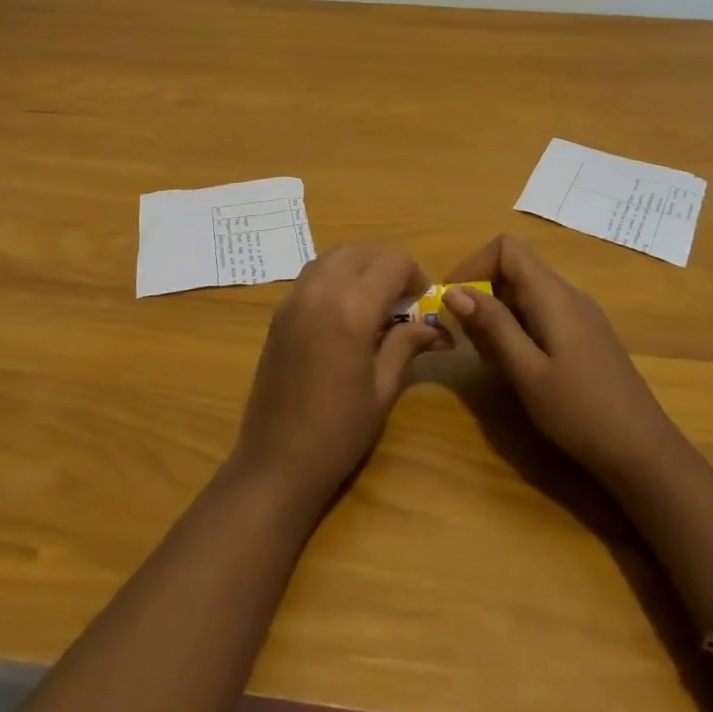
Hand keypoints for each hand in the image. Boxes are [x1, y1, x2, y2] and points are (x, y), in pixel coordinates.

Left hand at [230, 243, 442, 510]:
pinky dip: (336, 274)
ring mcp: (294, 297)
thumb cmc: (338, 432)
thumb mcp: (382, 389)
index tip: (424, 302)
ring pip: (335, 255)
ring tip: (377, 299)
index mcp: (351, 309)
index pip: (392, 261)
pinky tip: (347, 308)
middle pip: (362, 250)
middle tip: (405, 299)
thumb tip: (437, 328)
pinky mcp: (280, 311)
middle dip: (390, 264)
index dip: (416, 274)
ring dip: (362, 264)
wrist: (276, 461)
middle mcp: (320, 290)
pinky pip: (314, 273)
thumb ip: (406, 345)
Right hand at [442, 235, 676, 485]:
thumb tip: (454, 290)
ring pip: (526, 294)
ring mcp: (581, 315)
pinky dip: (519, 329)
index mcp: (553, 294)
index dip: (473, 265)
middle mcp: (568, 294)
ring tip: (493, 361)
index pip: (506, 248)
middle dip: (483, 296)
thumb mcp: (526, 371)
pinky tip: (520, 369)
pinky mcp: (586, 336)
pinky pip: (542, 313)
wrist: (645, 454)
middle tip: (471, 342)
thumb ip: (492, 326)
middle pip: (514, 269)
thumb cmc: (580, 412)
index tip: (453, 301)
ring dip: (499, 316)